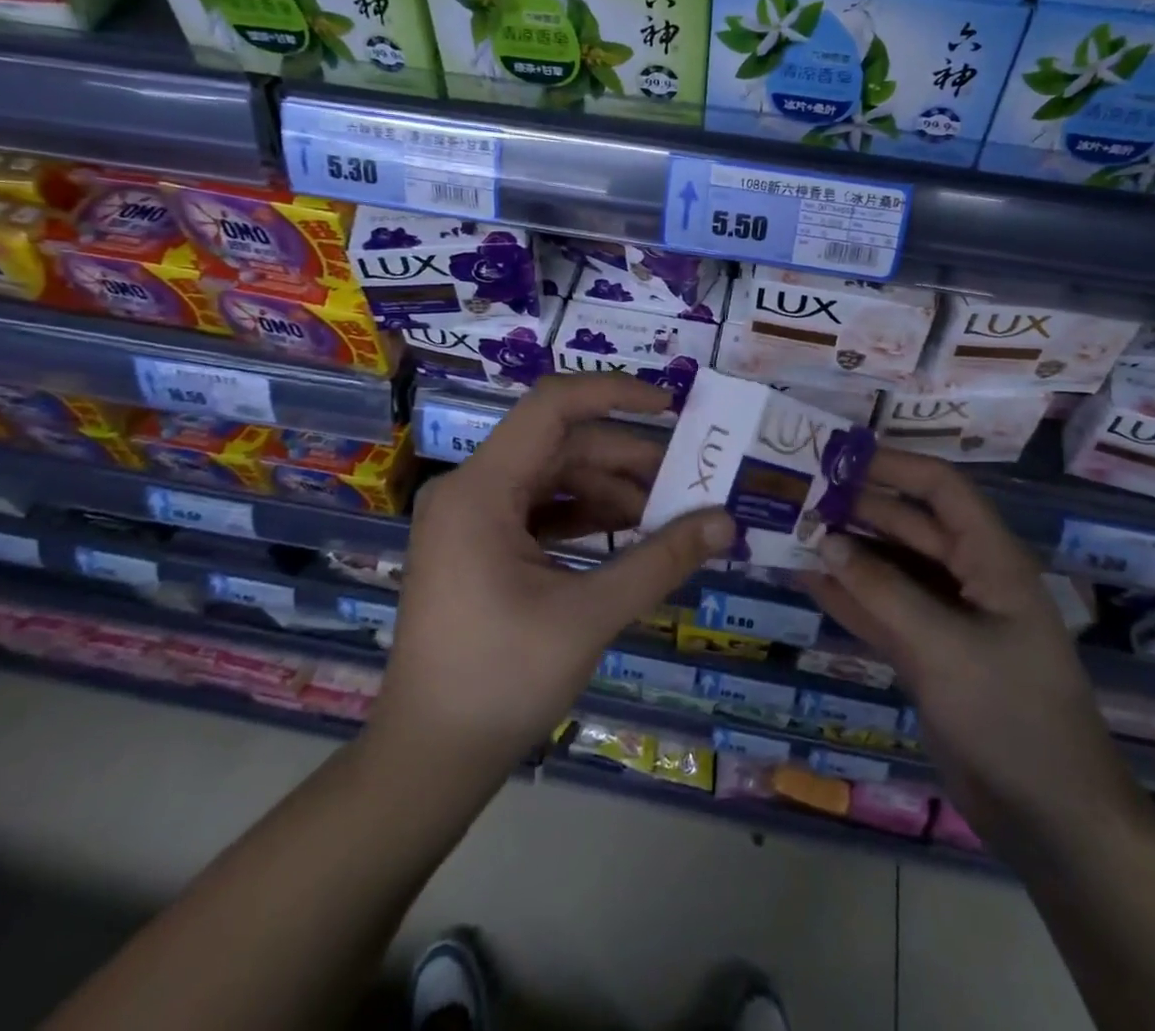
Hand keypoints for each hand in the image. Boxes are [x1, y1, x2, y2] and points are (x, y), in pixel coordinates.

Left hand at [369, 375, 732, 786]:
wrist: (429, 760)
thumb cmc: (501, 681)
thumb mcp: (589, 615)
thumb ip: (660, 561)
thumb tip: (725, 522)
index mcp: (481, 489)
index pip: (552, 406)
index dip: (614, 393)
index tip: (671, 407)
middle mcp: (471, 489)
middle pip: (560, 445)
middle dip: (626, 459)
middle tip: (687, 481)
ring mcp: (472, 519)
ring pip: (554, 478)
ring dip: (611, 491)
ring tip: (667, 516)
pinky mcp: (480, 546)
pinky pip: (541, 511)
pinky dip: (586, 518)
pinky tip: (630, 538)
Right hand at [802, 450, 1151, 855]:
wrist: (1049, 820)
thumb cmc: (1010, 715)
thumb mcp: (943, 646)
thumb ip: (881, 590)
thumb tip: (825, 539)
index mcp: (990, 559)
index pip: (940, 489)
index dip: (892, 466)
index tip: (836, 455)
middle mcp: (967, 577)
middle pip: (906, 525)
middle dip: (855, 507)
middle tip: (795, 492)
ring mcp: (944, 617)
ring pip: (887, 567)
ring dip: (843, 550)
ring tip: (788, 528)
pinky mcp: (926, 653)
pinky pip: (880, 609)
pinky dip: (846, 594)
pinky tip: (803, 577)